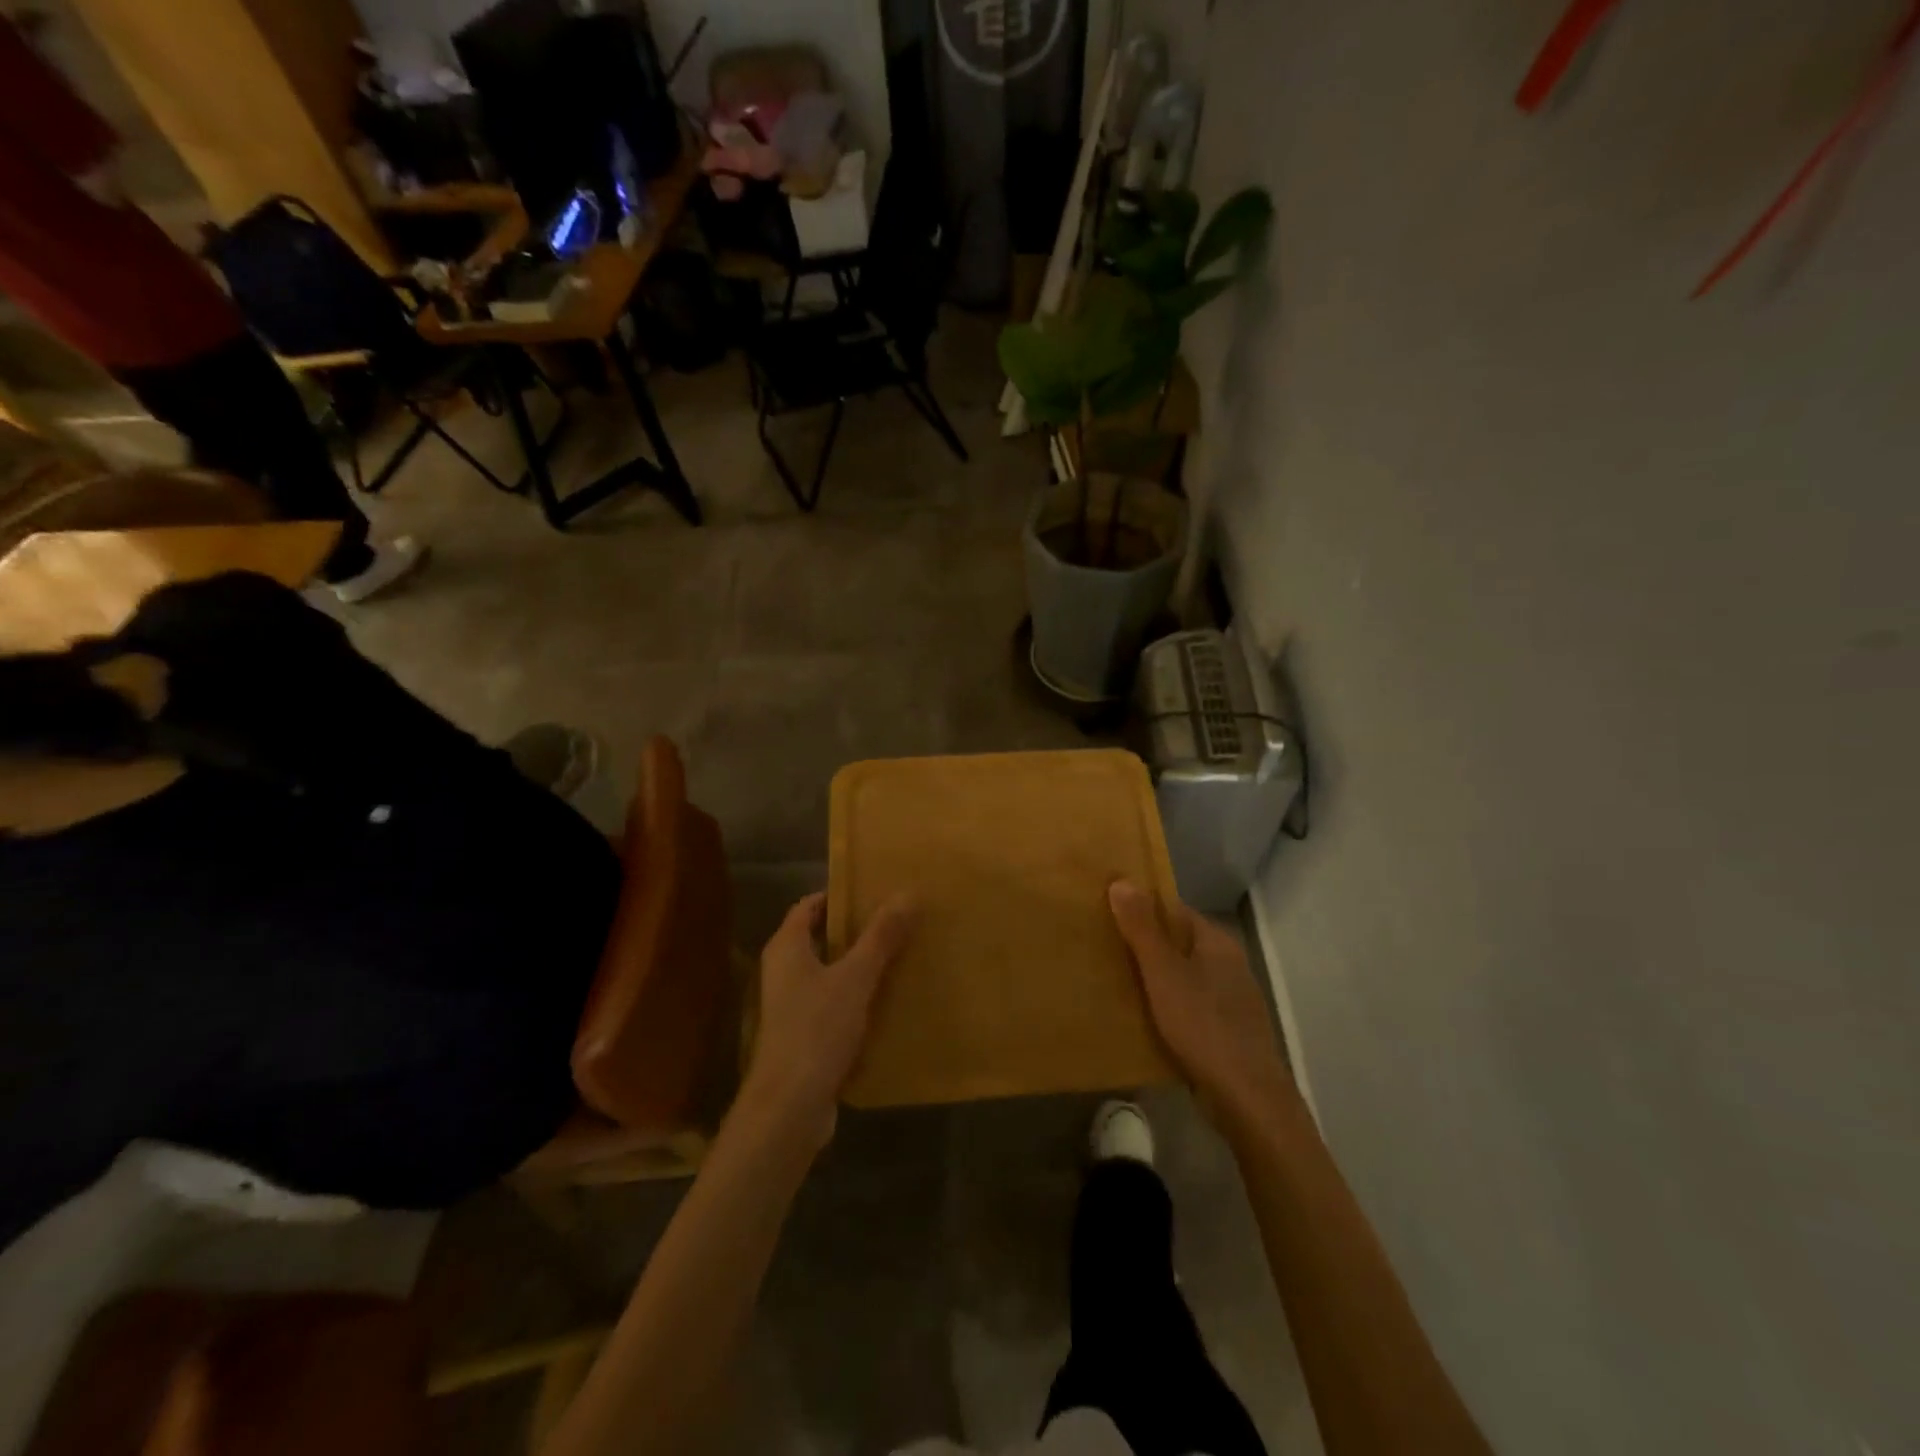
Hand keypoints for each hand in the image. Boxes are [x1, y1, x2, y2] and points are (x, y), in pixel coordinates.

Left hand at [743, 891, 916, 1146]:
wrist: (789, 1108)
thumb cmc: (816, 1030)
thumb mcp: (855, 978)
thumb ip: (881, 937)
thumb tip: (908, 893)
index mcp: (787, 948)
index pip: (809, 906)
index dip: (839, 895)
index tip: (876, 891)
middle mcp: (783, 972)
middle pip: (821, 938)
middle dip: (857, 930)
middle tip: (897, 920)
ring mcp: (791, 1006)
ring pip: (829, 973)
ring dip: (860, 965)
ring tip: (901, 955)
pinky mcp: (804, 1035)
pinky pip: (834, 1004)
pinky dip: (857, 997)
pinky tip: (888, 1000)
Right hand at [1108, 880, 1295, 1131]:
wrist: (1246, 1098)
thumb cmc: (1203, 1025)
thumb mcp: (1163, 973)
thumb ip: (1142, 929)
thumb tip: (1122, 881)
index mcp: (1217, 943)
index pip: (1174, 911)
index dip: (1141, 908)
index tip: (1107, 912)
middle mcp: (1228, 965)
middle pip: (1178, 943)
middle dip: (1144, 945)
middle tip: (1102, 947)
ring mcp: (1231, 1000)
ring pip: (1183, 977)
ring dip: (1154, 978)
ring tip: (1114, 981)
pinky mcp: (1227, 1032)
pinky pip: (1189, 1007)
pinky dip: (1166, 1006)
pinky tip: (1143, 1019)